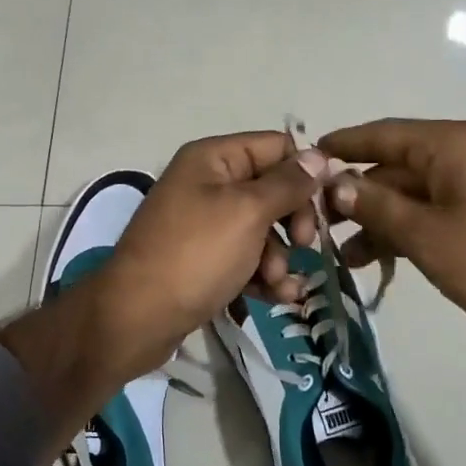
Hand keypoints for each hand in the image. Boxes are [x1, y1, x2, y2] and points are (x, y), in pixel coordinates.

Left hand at [99, 131, 328, 373]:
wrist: (136, 318)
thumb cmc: (195, 255)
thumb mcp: (247, 213)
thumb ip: (288, 184)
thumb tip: (320, 155)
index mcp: (213, 159)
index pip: (276, 147)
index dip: (305, 172)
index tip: (329, 204)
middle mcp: (207, 184)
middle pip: (272, 190)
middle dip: (294, 221)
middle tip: (305, 245)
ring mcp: (204, 225)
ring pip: (262, 230)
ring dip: (280, 257)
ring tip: (279, 283)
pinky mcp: (204, 261)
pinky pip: (245, 259)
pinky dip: (263, 276)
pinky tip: (278, 298)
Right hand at [317, 118, 465, 343]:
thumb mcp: (427, 236)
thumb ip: (377, 206)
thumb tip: (335, 182)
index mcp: (452, 144)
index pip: (384, 135)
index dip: (343, 145)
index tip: (308, 156)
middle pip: (399, 166)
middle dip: (359, 195)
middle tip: (320, 224)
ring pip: (420, 192)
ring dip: (384, 219)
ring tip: (349, 256)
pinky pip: (443, 208)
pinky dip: (415, 228)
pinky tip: (391, 257)